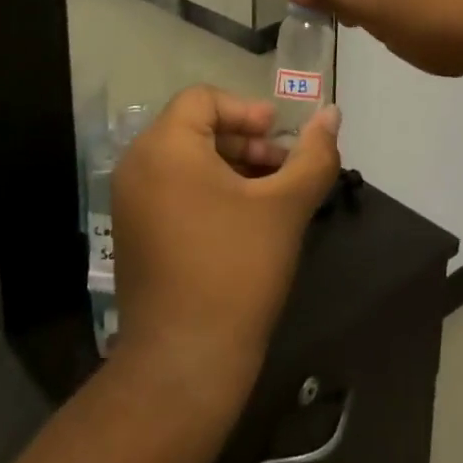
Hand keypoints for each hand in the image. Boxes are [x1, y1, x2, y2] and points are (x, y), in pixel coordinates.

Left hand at [111, 87, 341, 418]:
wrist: (184, 364)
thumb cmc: (236, 271)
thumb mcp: (284, 207)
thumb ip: (313, 155)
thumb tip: (332, 113)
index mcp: (164, 146)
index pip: (204, 98)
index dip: (247, 111)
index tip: (280, 139)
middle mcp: (137, 165)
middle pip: (195, 127)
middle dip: (245, 141)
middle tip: (284, 169)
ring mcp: (130, 202)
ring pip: (187, 160)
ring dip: (232, 167)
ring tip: (272, 197)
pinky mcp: (135, 233)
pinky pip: (174, 189)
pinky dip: (210, 191)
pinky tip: (245, 222)